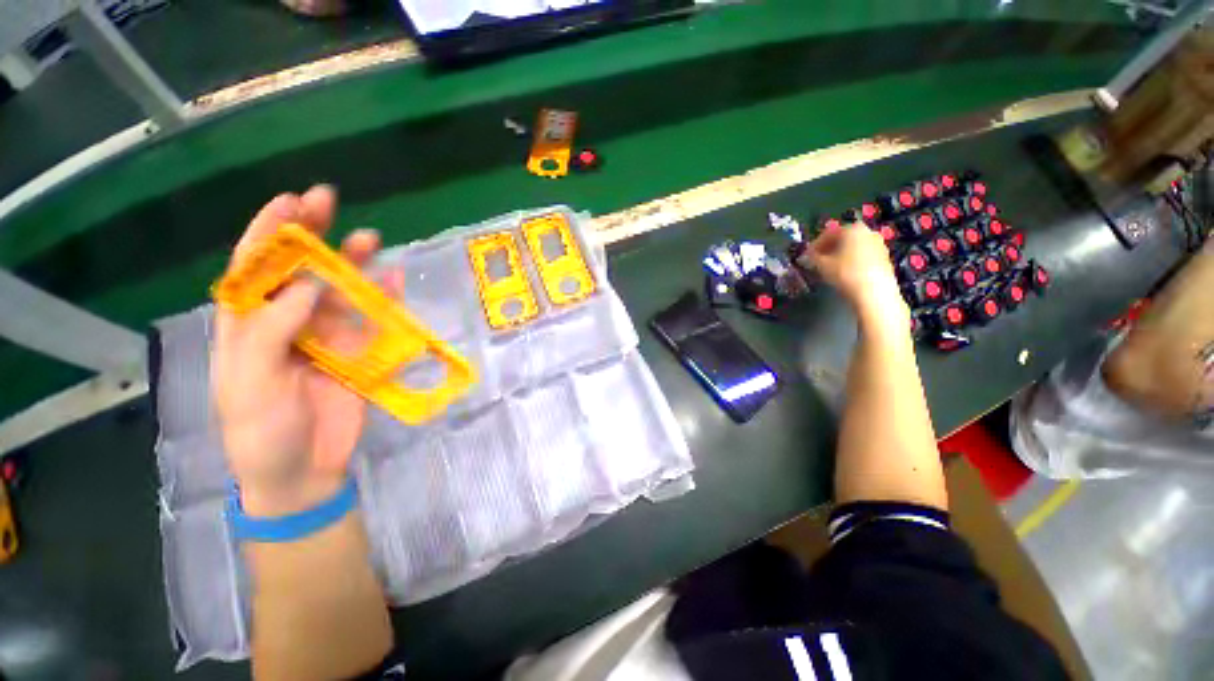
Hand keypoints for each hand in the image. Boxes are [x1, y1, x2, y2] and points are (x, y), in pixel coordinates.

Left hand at [212, 186, 400, 515]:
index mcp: (248, 326)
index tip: (290, 203)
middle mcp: (287, 322)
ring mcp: (327, 336)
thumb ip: (270, 332)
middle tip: (328, 200)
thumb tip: (308, 285)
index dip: (268, 233)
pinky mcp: (360, 352)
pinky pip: (374, 318)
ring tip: (369, 238)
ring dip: (353, 262)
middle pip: (298, 269)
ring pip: (340, 289)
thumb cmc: (262, 432)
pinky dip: (386, 298)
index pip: (253, 269)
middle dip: (310, 234)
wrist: (304, 471)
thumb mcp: (250, 384)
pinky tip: (396, 279)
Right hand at [798, 221, 906, 324]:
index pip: (828, 234)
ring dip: (841, 256)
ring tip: (830, 269)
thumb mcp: (821, 265)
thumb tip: (807, 256)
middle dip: (829, 249)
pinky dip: (852, 262)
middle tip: (817, 261)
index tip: (806, 256)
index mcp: (852, 229)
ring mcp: (879, 245)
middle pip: (843, 239)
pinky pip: (863, 256)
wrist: (874, 292)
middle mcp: (868, 232)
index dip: (814, 245)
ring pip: (853, 248)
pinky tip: (845, 273)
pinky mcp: (885, 258)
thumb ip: (812, 258)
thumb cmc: (845, 273)